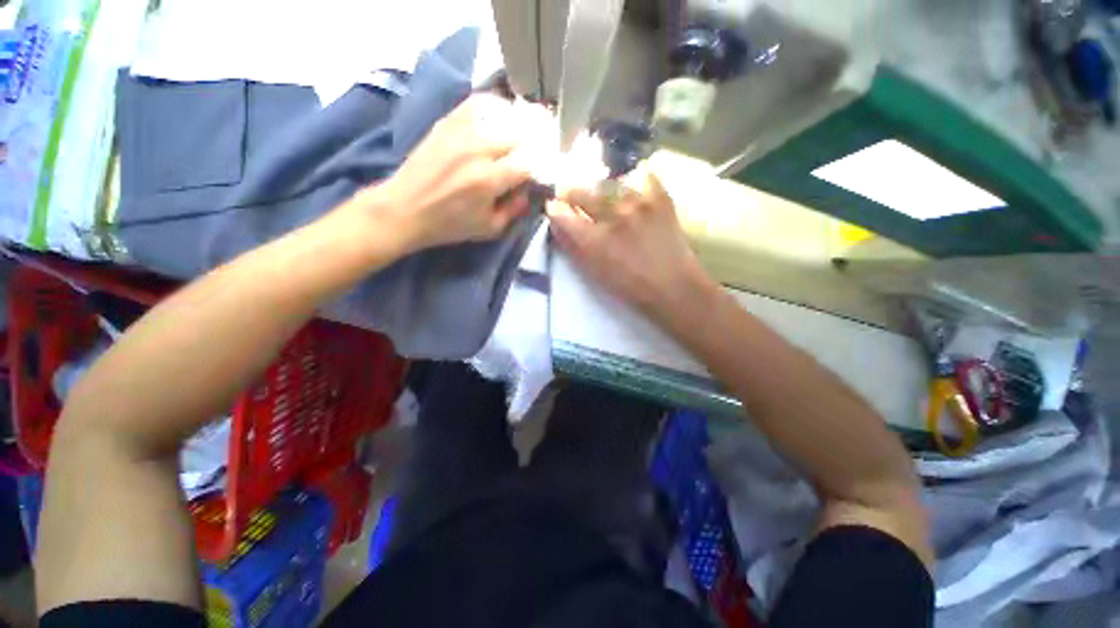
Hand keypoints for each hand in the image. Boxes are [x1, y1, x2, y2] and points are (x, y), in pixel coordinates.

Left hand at [365, 94, 533, 251]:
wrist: (405, 209)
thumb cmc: (449, 225)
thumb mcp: (489, 229)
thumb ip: (515, 210)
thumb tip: (530, 192)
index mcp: (489, 180)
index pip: (528, 164)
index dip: (539, 169)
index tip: (541, 174)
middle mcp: (478, 150)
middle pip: (519, 137)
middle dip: (531, 147)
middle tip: (535, 155)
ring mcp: (461, 131)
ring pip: (503, 117)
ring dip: (518, 126)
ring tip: (524, 135)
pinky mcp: (447, 122)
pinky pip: (477, 103)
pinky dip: (495, 107)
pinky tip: (501, 116)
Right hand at [548, 166, 716, 319]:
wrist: (674, 287)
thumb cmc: (630, 287)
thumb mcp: (595, 273)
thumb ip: (573, 247)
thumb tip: (557, 225)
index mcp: (595, 241)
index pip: (563, 214)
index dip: (554, 209)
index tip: (553, 207)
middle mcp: (614, 216)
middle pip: (581, 191)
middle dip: (570, 193)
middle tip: (570, 196)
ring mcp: (639, 203)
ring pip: (608, 182)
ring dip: (598, 188)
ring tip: (601, 196)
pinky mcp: (661, 198)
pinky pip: (642, 176)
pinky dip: (633, 181)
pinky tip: (631, 190)